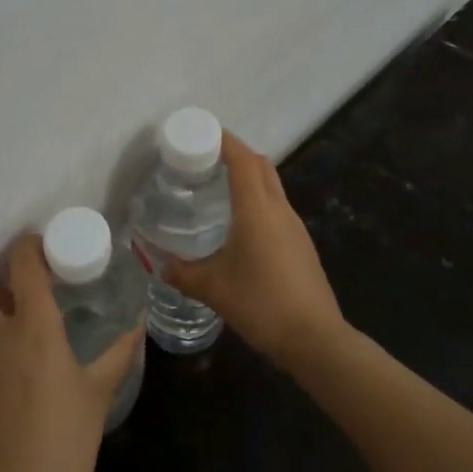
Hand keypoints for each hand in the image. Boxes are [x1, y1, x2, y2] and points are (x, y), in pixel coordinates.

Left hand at [0, 232, 141, 471]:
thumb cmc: (64, 445)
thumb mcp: (98, 395)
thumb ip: (118, 353)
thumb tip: (138, 323)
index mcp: (34, 328)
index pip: (22, 264)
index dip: (29, 246)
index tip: (44, 246)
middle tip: (24, 291)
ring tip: (18, 333)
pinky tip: (10, 376)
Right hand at [165, 132, 345, 369]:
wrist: (315, 338)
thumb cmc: (261, 304)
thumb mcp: (213, 289)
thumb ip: (182, 273)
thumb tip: (158, 264)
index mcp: (257, 208)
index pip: (243, 158)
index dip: (224, 140)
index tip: (201, 132)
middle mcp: (279, 208)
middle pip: (260, 164)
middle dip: (236, 153)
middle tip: (205, 158)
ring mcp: (294, 225)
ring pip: (272, 185)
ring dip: (249, 176)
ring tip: (218, 187)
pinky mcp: (301, 243)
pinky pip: (277, 206)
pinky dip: (258, 199)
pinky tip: (240, 223)